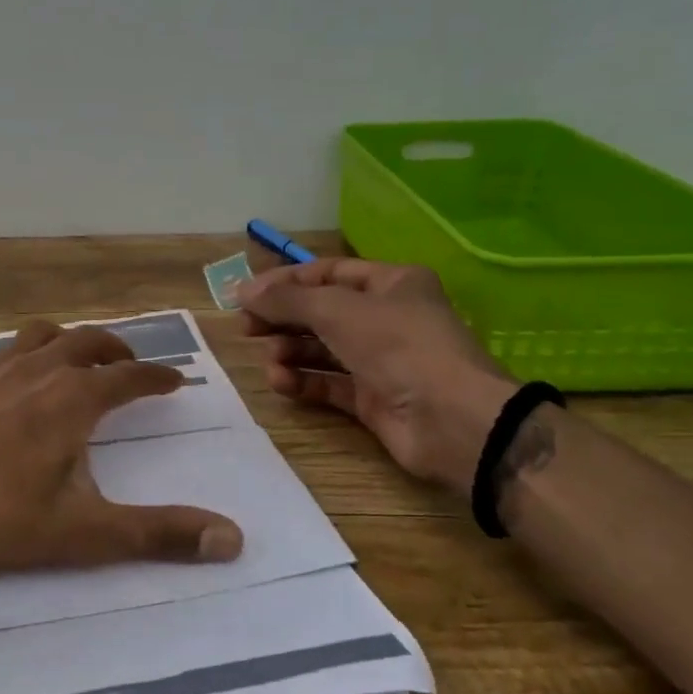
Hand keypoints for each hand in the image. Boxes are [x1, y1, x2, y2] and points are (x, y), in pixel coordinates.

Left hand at [0, 320, 244, 579]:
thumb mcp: (85, 533)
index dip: (157, 378)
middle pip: (89, 343)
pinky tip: (14, 377)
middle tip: (130, 366)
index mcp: (75, 398)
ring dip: (70, 343)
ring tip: (78, 359)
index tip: (174, 381)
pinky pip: (3, 351)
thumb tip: (232, 539)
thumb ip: (159, 534)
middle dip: (117, 352)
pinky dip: (24, 355)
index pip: (131, 377)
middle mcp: (40, 369)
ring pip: (44, 336)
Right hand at [237, 259, 516, 489]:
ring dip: (290, 352)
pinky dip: (303, 382)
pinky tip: (281, 383)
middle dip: (283, 319)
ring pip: (322, 349)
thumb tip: (241, 290)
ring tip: (271, 360)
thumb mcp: (337, 310)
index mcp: (390, 283)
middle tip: (246, 329)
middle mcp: (386, 318)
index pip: (326, 273)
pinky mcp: (372, 399)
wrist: (451, 420)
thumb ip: (286, 299)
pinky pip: (328, 384)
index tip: (245, 296)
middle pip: (321, 311)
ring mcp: (380, 361)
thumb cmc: (398, 346)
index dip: (284, 282)